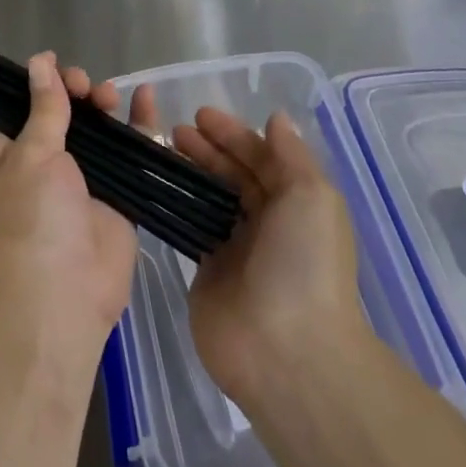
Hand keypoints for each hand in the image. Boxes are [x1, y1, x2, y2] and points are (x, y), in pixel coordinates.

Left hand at [0, 53, 138, 354]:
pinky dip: (138, 126)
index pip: (20, 105)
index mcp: (7, 154)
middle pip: (63, 113)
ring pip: (98, 129)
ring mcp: (82, 179)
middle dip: (76, 92)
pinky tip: (146, 98)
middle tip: (86, 87)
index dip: (40, 84)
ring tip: (110, 96)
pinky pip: (130, 152)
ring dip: (104, 105)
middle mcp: (42, 163)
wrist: (64, 292)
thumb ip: (44, 106)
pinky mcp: (117, 194)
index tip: (57, 68)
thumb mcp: (32, 154)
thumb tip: (39, 61)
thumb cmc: (33, 217)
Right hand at [171, 109, 367, 408]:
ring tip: (160, 151)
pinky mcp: (207, 274)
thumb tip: (277, 118)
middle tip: (174, 131)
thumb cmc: (304, 263)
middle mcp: (267, 222)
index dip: (233, 134)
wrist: (287, 351)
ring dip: (189, 173)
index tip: (199, 115)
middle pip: (233, 175)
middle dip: (208, 149)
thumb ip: (291, 155)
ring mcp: (236, 249)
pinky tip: (154, 188)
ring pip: (209, 199)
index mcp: (296, 203)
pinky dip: (175, 207)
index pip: (261, 158)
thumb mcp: (311, 196)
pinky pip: (190, 230)